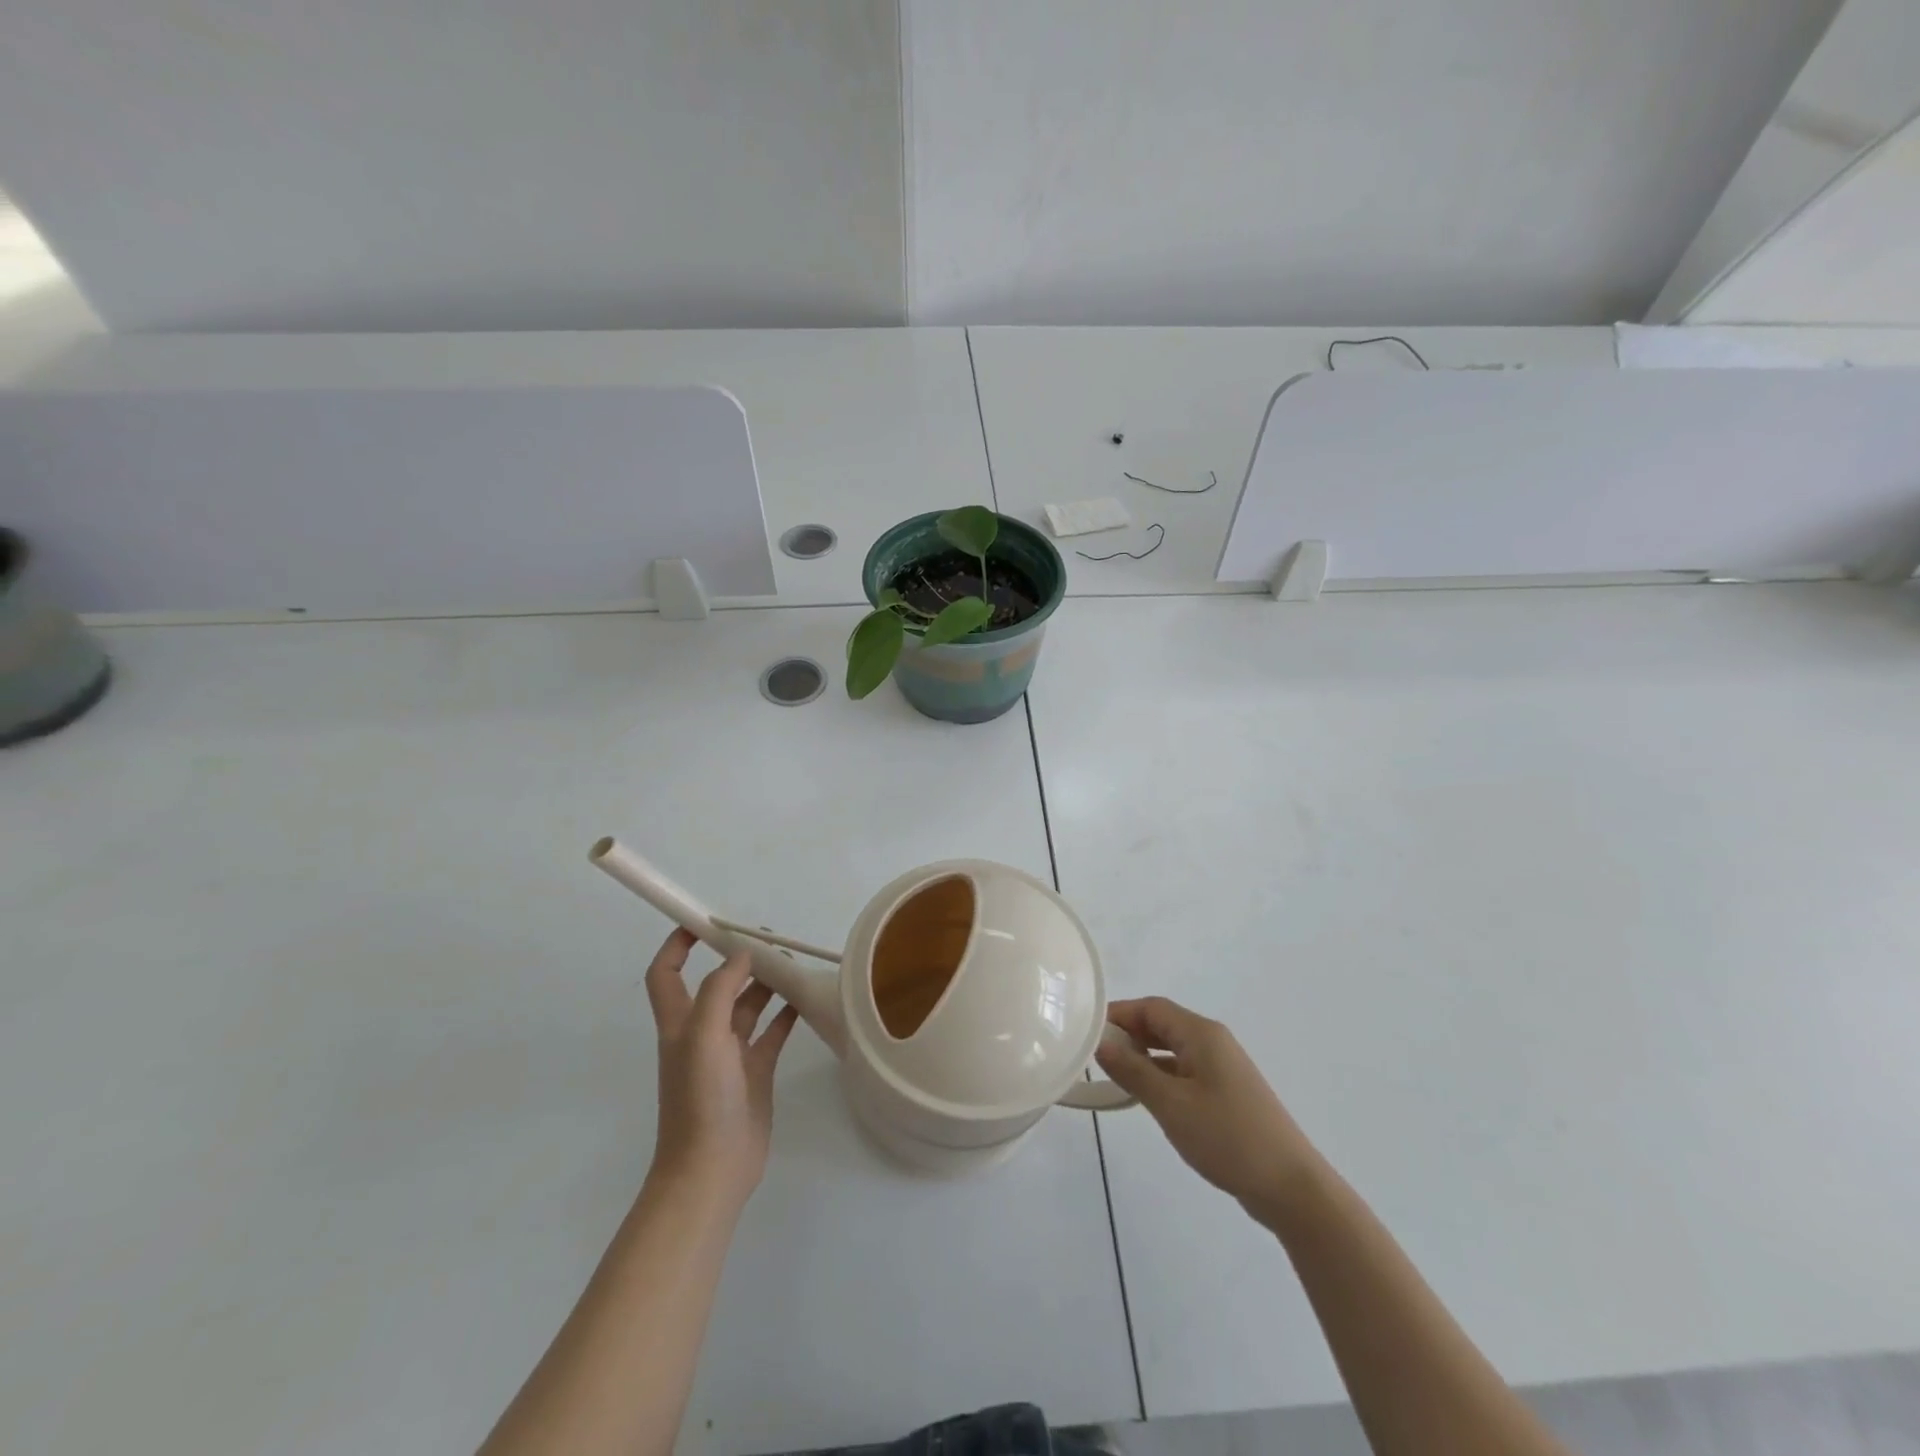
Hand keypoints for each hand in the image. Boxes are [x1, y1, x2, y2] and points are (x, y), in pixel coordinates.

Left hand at [643, 929, 799, 1211]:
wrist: (711, 1170)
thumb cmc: (700, 1100)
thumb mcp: (704, 1036)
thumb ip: (722, 989)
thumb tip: (742, 953)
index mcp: (680, 1023)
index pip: (666, 973)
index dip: (677, 944)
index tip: (704, 921)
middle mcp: (703, 1033)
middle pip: (718, 984)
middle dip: (738, 959)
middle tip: (771, 940)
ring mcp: (730, 1054)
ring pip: (748, 1005)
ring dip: (767, 983)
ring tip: (794, 964)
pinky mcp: (755, 1072)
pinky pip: (772, 1032)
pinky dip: (786, 1013)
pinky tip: (805, 998)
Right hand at [1096, 996, 1322, 1228]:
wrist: (1291, 1186)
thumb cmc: (1227, 1137)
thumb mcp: (1171, 1104)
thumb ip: (1132, 1070)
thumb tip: (1101, 1043)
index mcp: (1201, 1033)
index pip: (1151, 1007)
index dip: (1118, 1014)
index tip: (1087, 1032)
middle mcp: (1213, 1041)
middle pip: (1162, 1024)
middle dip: (1128, 1035)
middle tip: (1095, 1056)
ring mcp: (1223, 1067)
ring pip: (1173, 1049)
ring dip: (1144, 1058)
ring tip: (1114, 1078)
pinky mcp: (1228, 1092)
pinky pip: (1185, 1070)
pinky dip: (1162, 1076)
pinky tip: (1147, 1098)